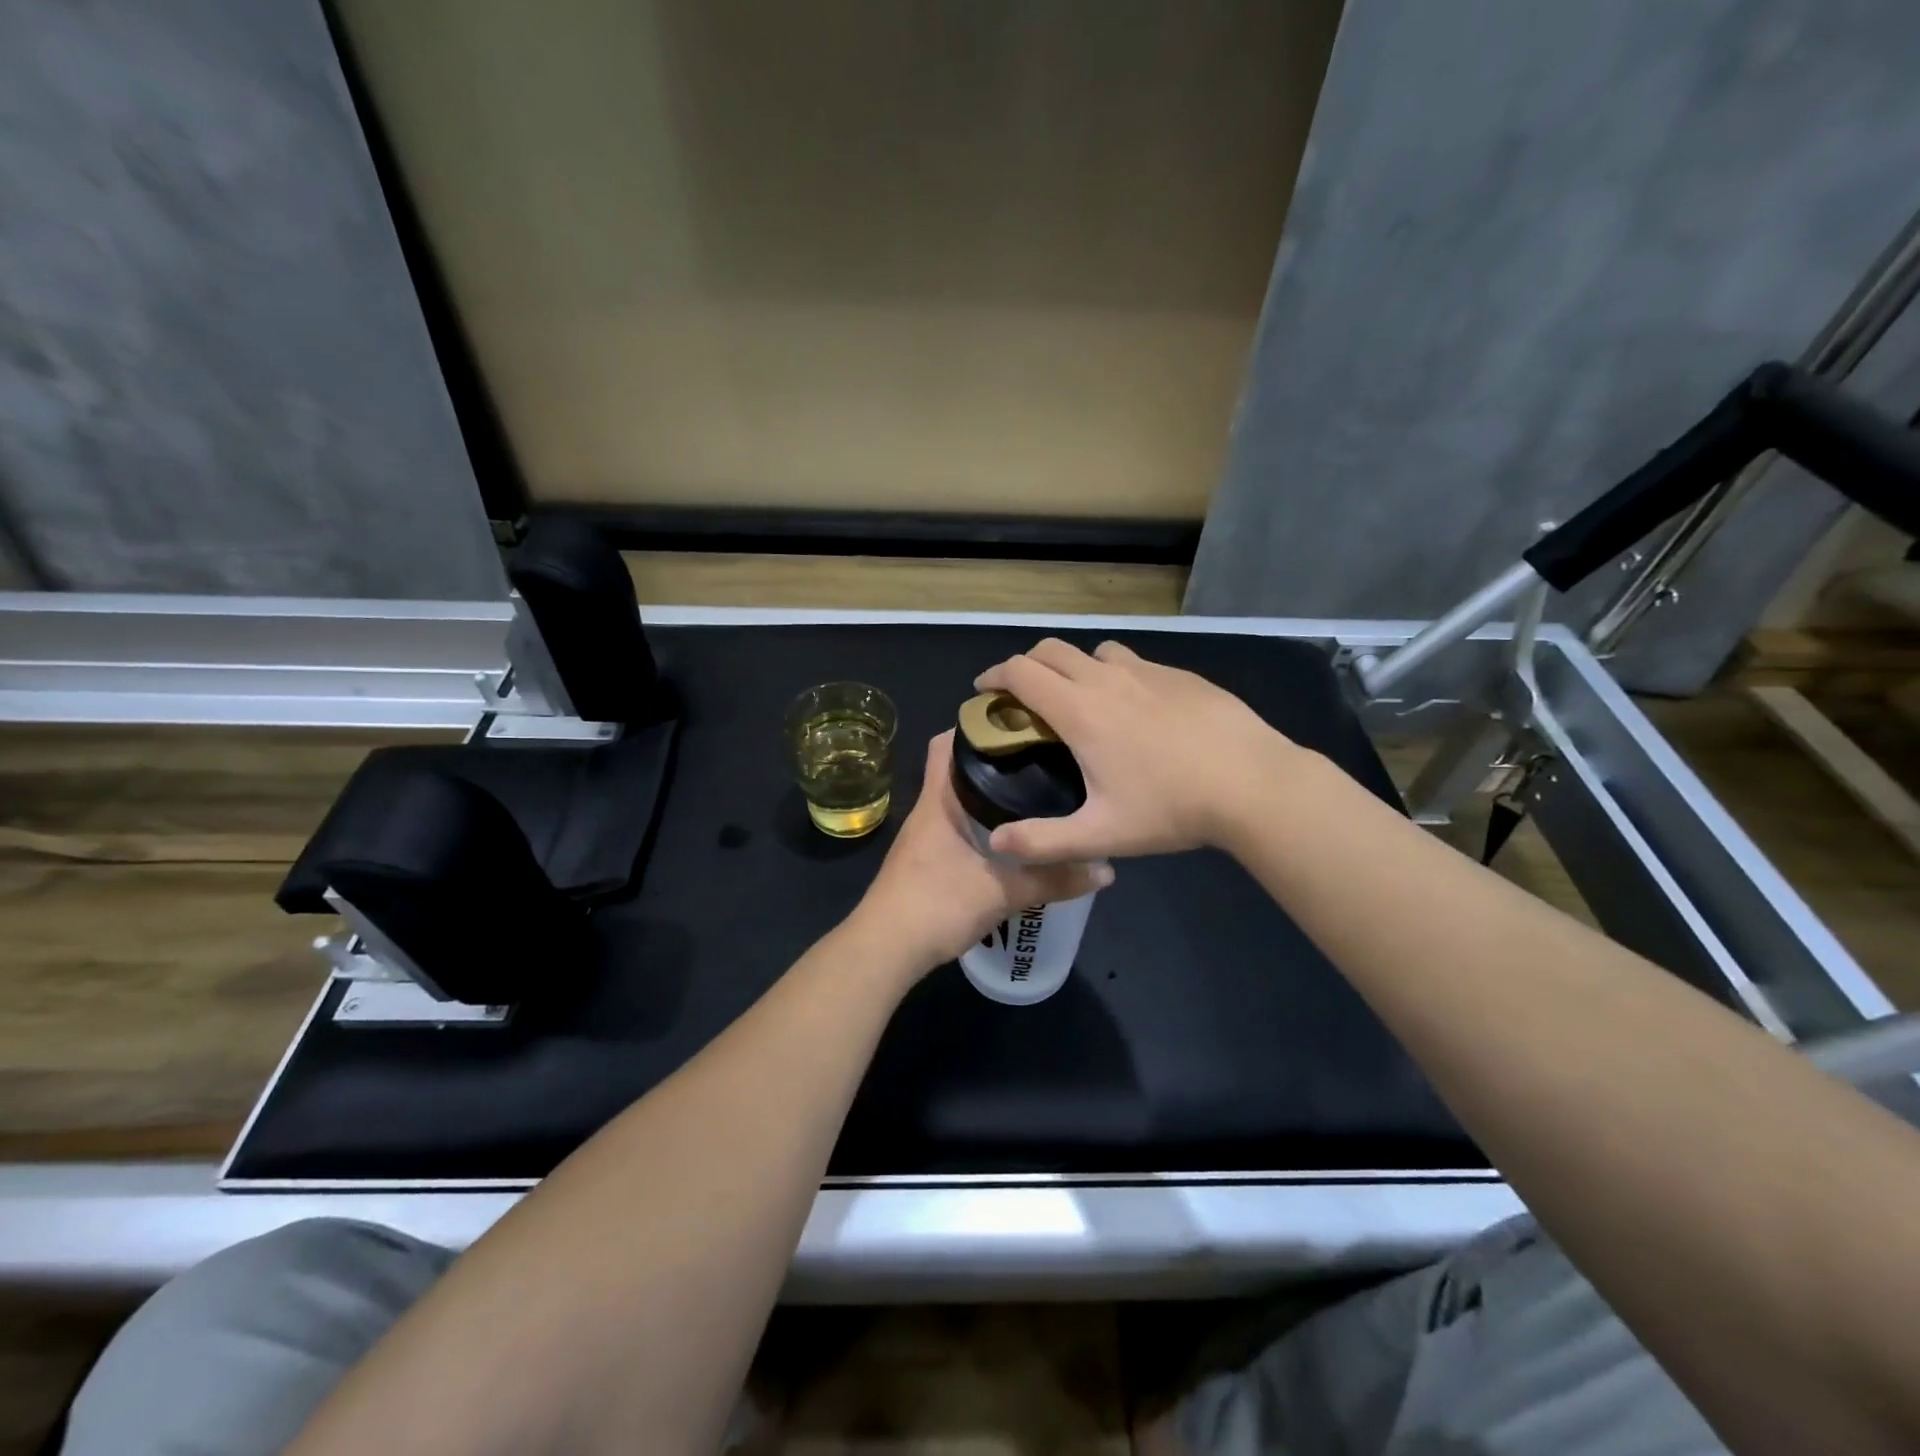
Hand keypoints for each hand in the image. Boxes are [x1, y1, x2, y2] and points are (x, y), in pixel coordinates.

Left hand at [847, 731, 1112, 975]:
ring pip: (959, 801)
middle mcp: (929, 811)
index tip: (1016, 722)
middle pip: (958, 770)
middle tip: (1040, 756)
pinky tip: (1013, 838)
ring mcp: (925, 838)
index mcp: (939, 801)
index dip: (974, 725)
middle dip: (995, 760)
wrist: (885, 950)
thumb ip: (1053, 880)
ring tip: (1035, 792)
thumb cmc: (936, 905)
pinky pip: (959, 828)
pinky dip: (984, 824)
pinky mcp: (927, 862)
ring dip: (990, 795)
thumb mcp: (1002, 892)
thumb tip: (1105, 869)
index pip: (946, 744)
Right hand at [972, 638, 1301, 861]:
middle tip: (1024, 698)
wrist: (1254, 784)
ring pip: (1095, 652)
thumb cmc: (1171, 808)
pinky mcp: (1181, 676)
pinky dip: (1117, 675)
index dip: (994, 676)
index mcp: (1080, 711)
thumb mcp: (1101, 834)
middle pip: (1051, 650)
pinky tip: (1138, 711)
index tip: (984, 691)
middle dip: (1027, 665)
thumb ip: (1043, 841)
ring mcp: (1148, 672)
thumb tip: (996, 843)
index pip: (1021, 672)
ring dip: (1075, 667)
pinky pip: (1135, 663)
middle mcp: (1107, 679)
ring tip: (1082, 701)